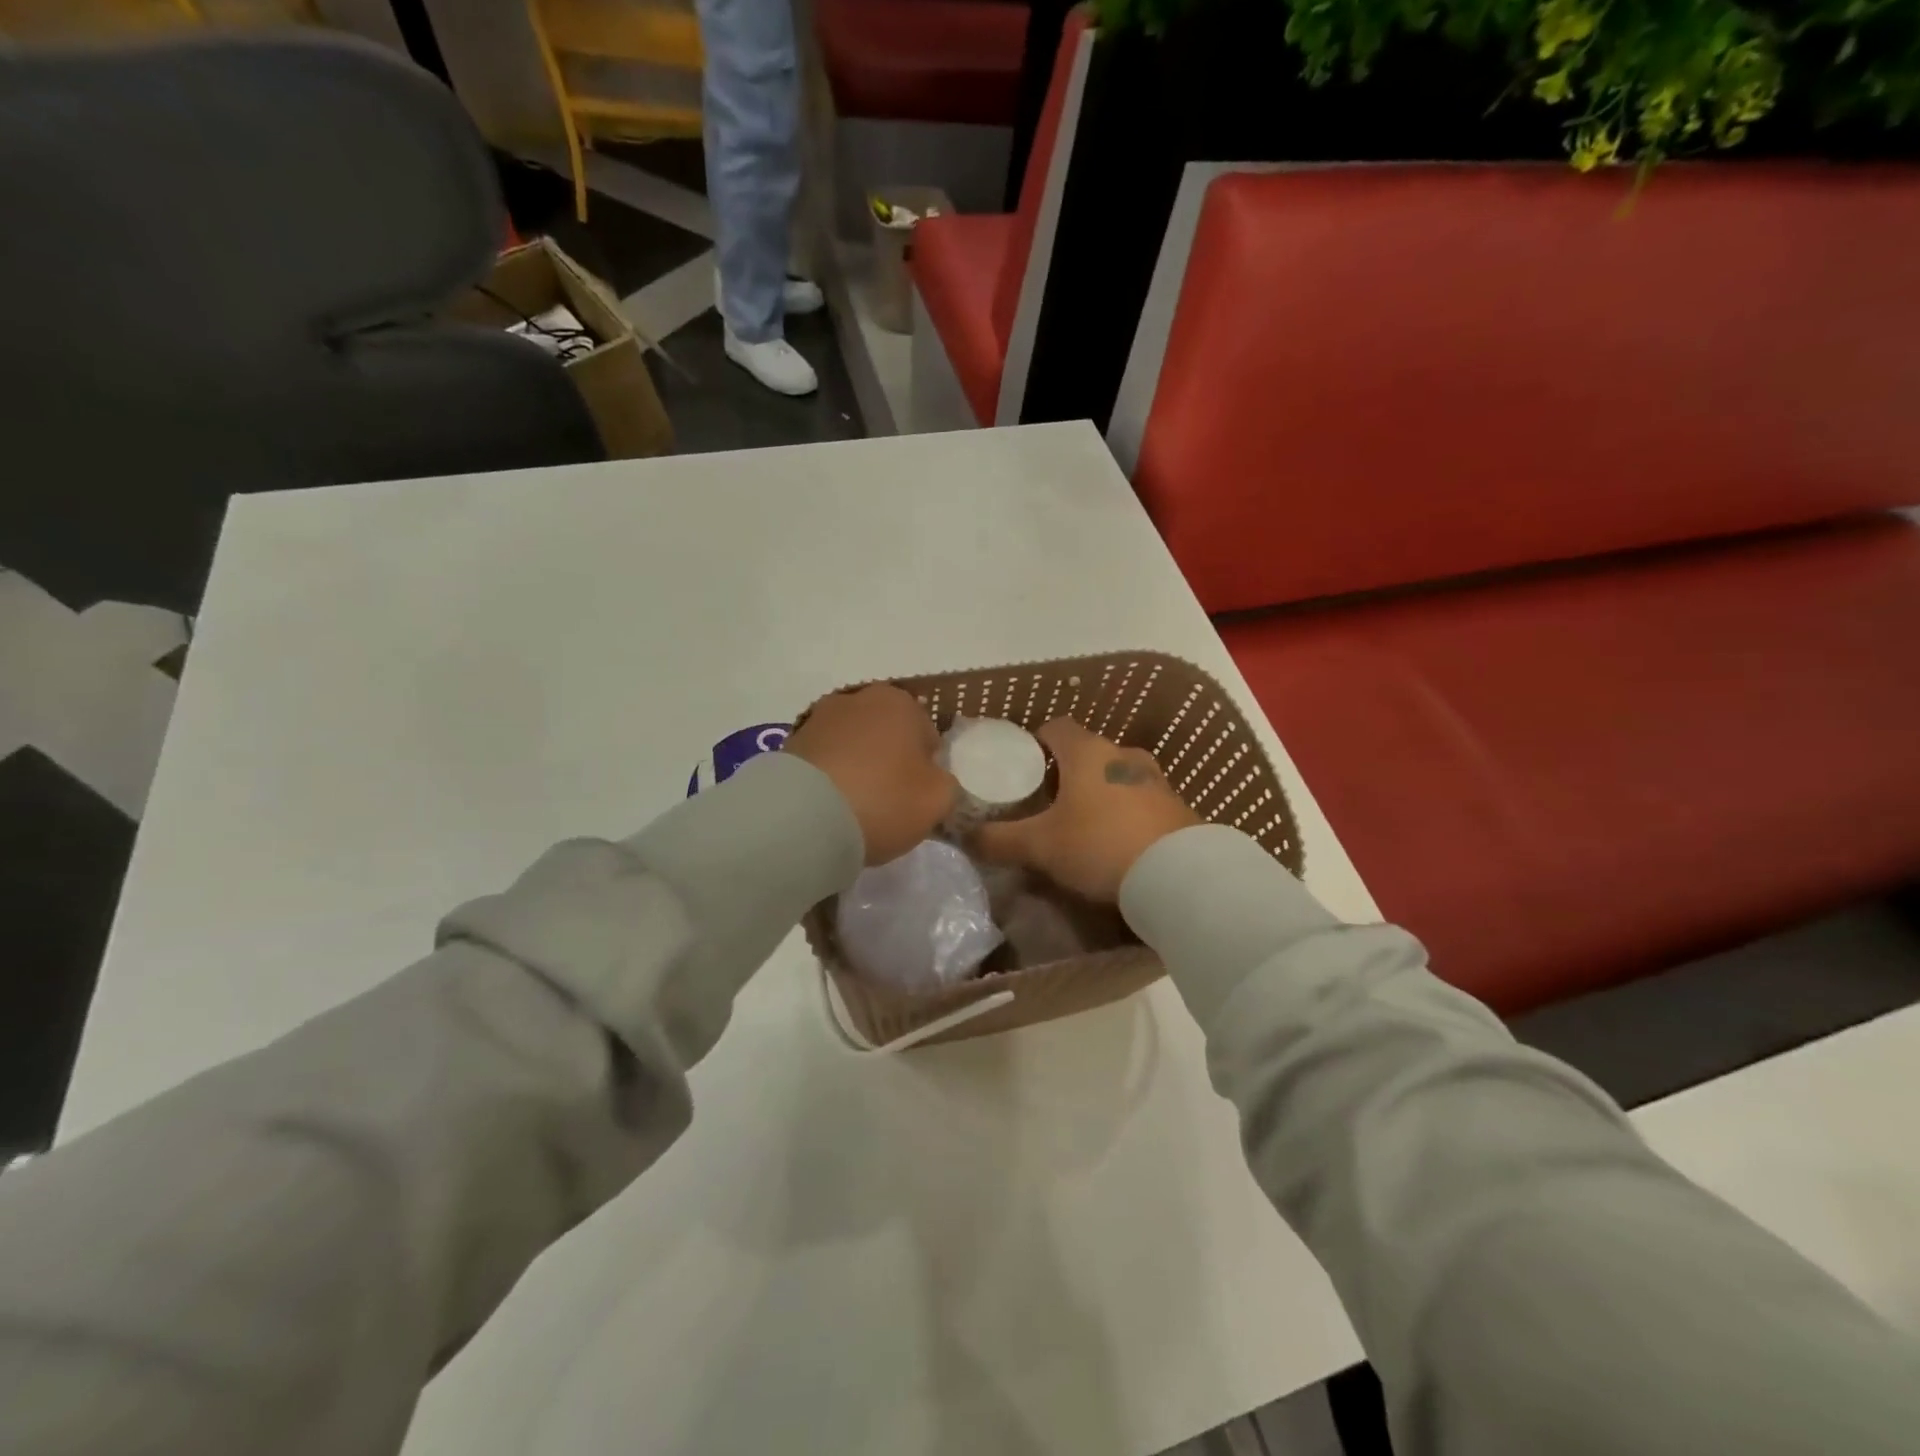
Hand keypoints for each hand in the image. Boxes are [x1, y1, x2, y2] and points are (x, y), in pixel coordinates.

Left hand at [785, 685, 957, 865]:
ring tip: (855, 808)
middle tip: (889, 802)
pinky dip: (829, 779)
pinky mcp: (789, 744)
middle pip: (887, 736)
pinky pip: (823, 762)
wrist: (804, 817)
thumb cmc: (884, 799)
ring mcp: (818, 719)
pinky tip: (830, 808)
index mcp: (899, 702)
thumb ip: (946, 785)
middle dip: (890, 762)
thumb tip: (934, 782)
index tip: (918, 797)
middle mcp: (857, 699)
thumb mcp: (939, 799)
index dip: (928, 769)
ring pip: (852, 746)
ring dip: (857, 768)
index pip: (927, 735)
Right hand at [973, 718, 1199, 901]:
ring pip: (1116, 776)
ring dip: (1099, 793)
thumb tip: (965, 837)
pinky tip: (1117, 844)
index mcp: (1088, 752)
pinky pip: (1141, 801)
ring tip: (1082, 826)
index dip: (1035, 742)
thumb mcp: (1040, 846)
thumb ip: (999, 840)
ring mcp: (1156, 779)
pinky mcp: (1178, 807)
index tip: (1022, 767)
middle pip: (1087, 753)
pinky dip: (1125, 814)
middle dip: (1066, 773)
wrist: (1180, 876)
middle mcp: (1123, 755)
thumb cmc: (1100, 845)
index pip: (1056, 727)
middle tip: (1046, 804)